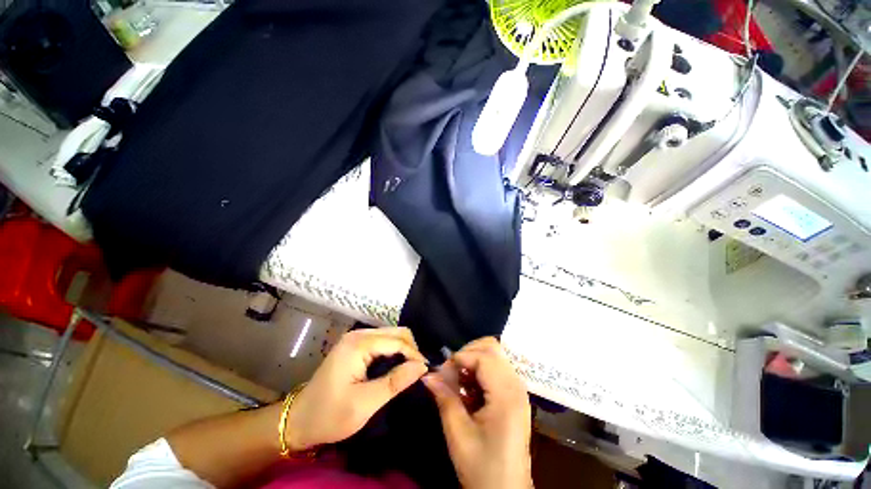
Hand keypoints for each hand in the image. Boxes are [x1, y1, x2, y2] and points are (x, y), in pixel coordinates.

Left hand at [285, 327, 427, 450]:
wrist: (299, 420)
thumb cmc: (330, 415)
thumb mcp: (365, 404)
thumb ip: (395, 382)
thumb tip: (422, 366)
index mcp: (359, 344)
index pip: (397, 341)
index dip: (414, 354)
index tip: (426, 371)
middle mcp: (359, 334)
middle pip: (396, 332)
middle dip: (411, 349)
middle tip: (418, 371)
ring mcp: (356, 338)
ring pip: (391, 335)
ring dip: (404, 349)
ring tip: (410, 369)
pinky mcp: (355, 345)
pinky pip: (383, 341)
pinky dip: (394, 351)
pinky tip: (397, 366)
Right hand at [423, 337, 532, 488]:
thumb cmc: (482, 468)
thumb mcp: (458, 434)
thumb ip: (444, 398)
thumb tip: (427, 375)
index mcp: (506, 395)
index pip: (484, 356)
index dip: (460, 357)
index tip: (442, 371)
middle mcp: (516, 385)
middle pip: (492, 348)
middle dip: (467, 353)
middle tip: (450, 372)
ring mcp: (517, 389)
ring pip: (494, 355)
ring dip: (473, 360)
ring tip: (458, 381)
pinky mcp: (514, 394)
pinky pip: (496, 368)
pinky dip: (480, 370)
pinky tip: (469, 388)